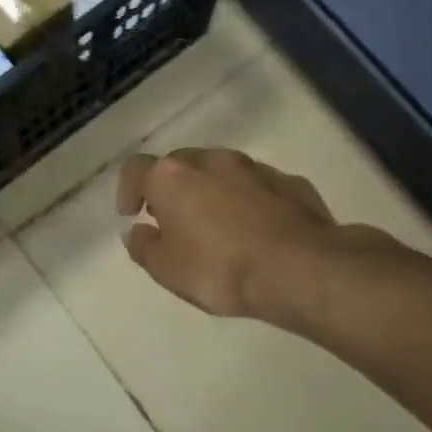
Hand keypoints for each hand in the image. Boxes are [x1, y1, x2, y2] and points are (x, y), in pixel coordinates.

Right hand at [117, 147, 405, 322]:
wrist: (302, 270)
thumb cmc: (220, 269)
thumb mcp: (167, 269)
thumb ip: (144, 247)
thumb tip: (138, 232)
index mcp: (173, 177)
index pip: (136, 169)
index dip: (128, 190)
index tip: (132, 214)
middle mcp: (212, 161)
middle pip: (180, 164)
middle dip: (172, 188)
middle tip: (172, 220)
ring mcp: (255, 168)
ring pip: (222, 171)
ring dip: (212, 192)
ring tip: (216, 226)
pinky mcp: (291, 183)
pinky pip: (258, 188)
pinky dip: (249, 202)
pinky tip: (256, 231)